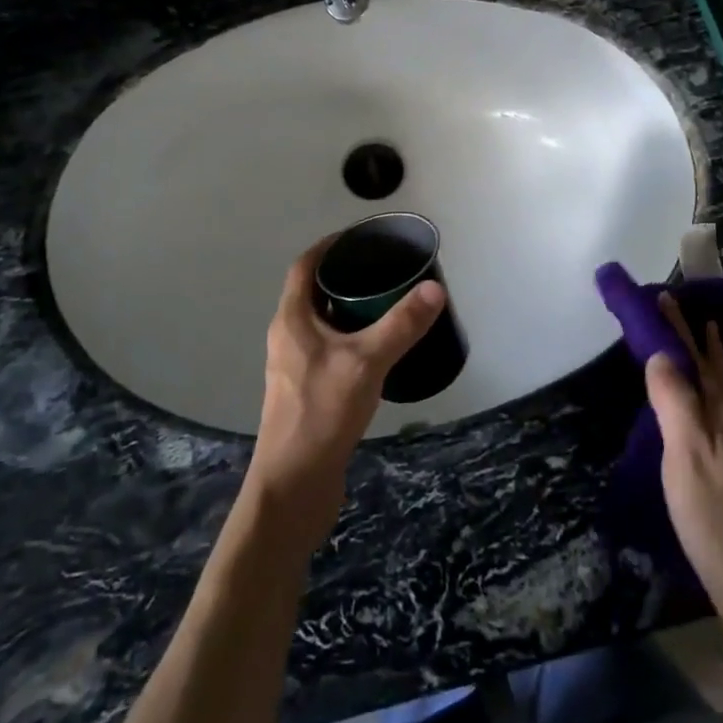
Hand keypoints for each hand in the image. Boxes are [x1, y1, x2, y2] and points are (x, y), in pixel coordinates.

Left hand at [244, 238, 443, 546]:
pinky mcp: (305, 391)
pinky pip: (327, 348)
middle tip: (384, 269)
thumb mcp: (367, 362)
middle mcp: (288, 336)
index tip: (362, 236)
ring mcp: (294, 366)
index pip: (305, 265)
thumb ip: (401, 325)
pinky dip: (349, 337)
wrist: (294, 486)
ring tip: (387, 303)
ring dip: (348, 308)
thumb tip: (434, 288)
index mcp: (292, 319)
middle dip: (345, 275)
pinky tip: (377, 349)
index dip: (330, 245)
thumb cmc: (322, 413)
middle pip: (313, 291)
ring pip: (321, 322)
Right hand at [645, 295, 722, 617]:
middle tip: (680, 305)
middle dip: (694, 334)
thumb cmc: (714, 515)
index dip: (675, 327)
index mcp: (716, 412)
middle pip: (711, 366)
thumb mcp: (685, 452)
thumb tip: (659, 353)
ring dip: (714, 357)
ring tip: (712, 333)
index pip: (691, 357)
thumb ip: (674, 400)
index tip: (660, 294)